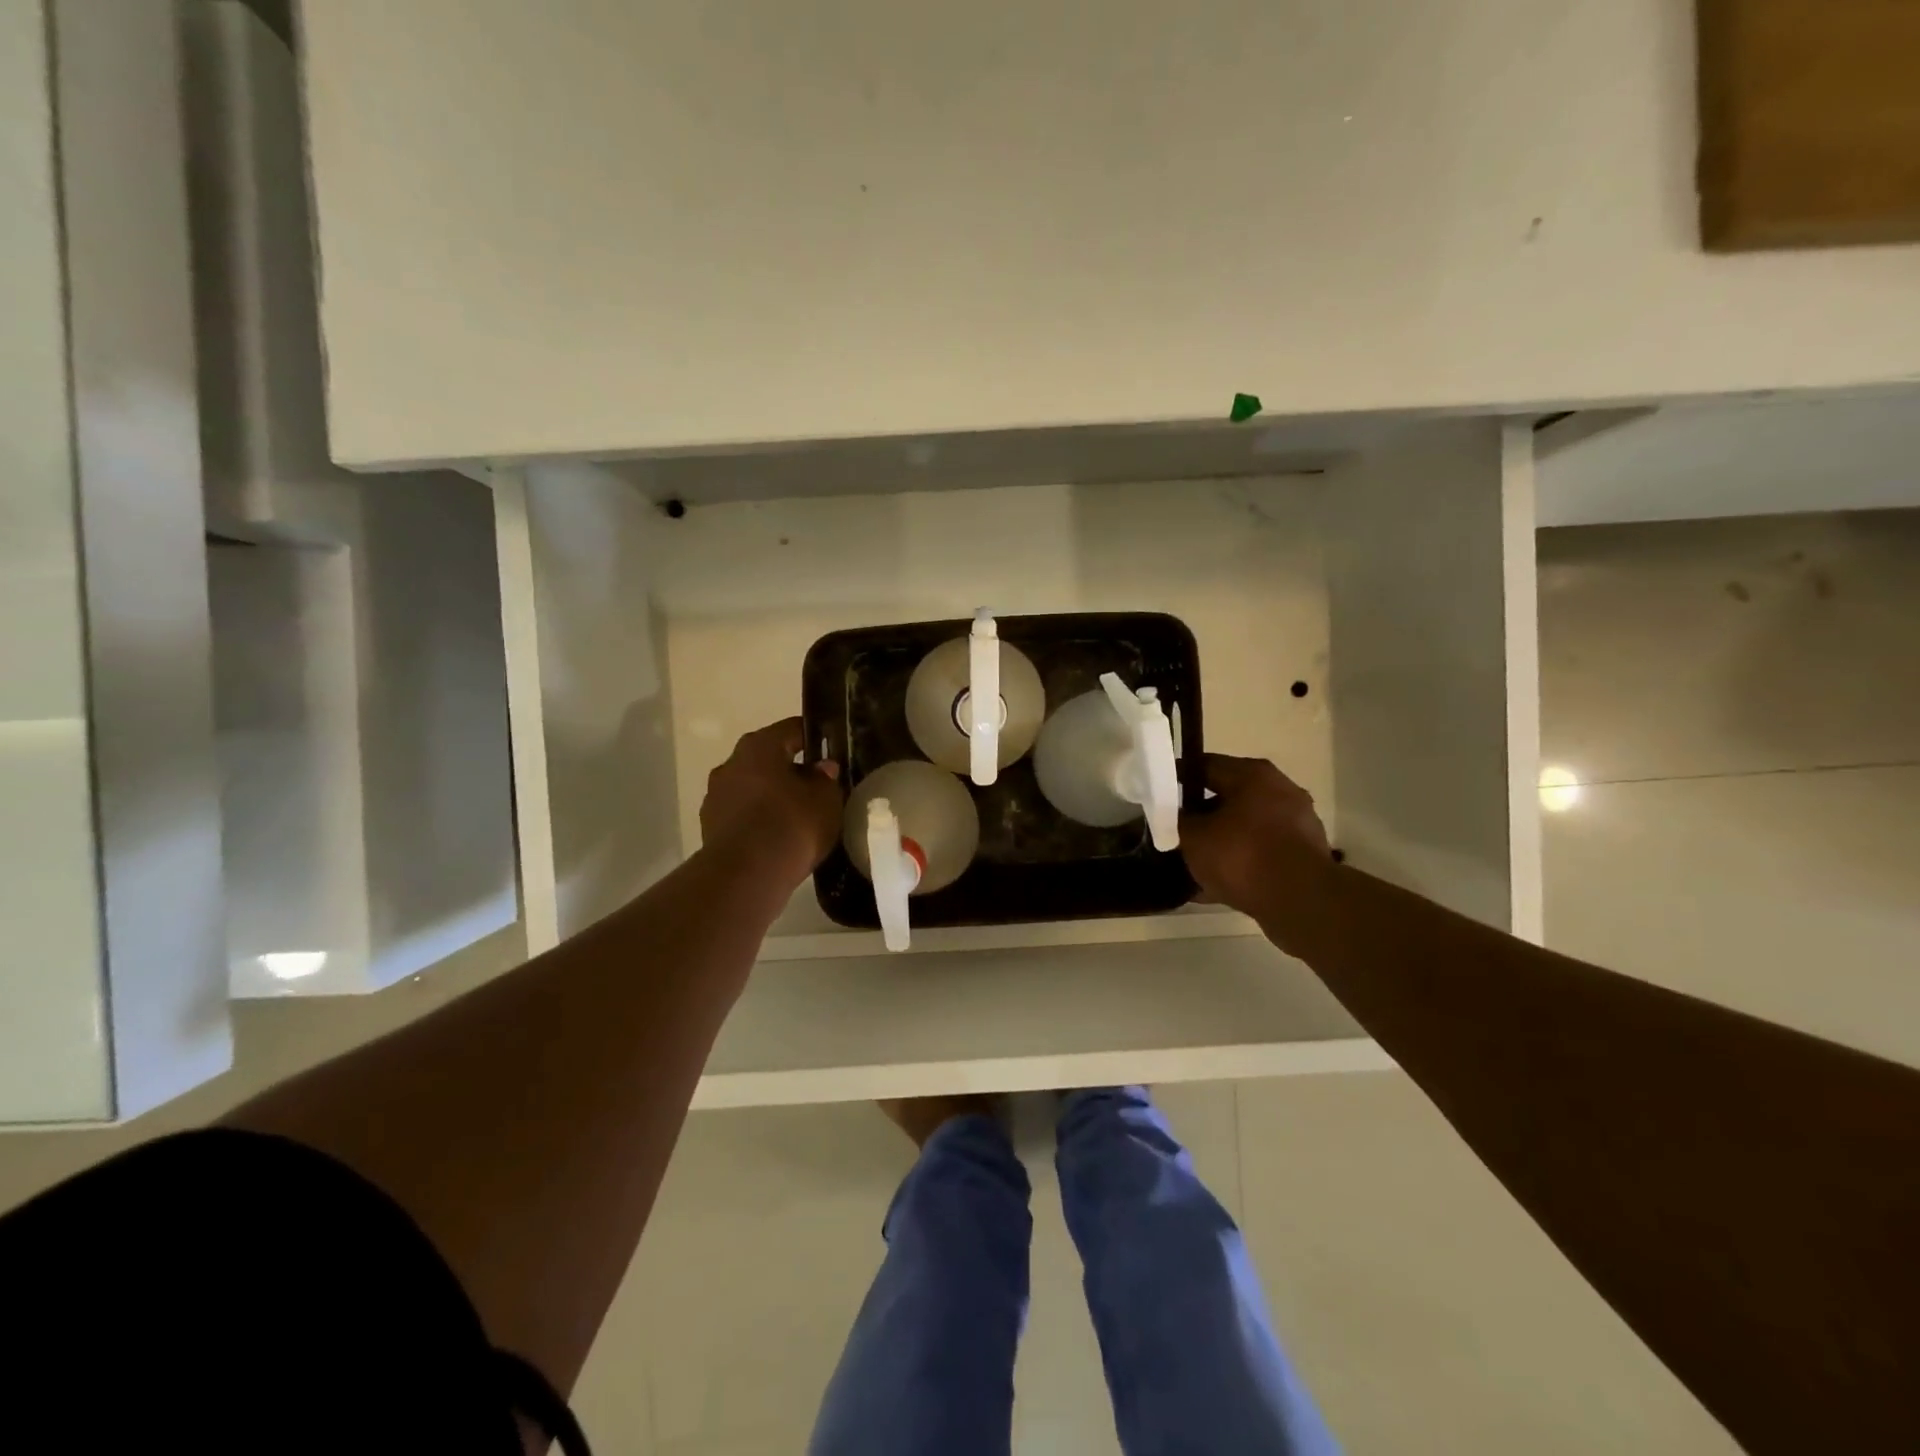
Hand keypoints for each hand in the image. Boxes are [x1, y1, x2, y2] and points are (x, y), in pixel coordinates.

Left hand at [699, 718, 842, 891]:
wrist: (747, 876)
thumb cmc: (791, 825)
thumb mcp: (826, 800)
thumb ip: (826, 779)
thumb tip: (822, 769)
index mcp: (759, 746)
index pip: (792, 729)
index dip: (814, 739)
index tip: (830, 753)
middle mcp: (731, 764)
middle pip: (768, 760)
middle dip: (792, 771)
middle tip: (817, 789)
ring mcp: (716, 797)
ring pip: (753, 788)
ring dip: (772, 797)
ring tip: (798, 818)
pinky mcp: (710, 828)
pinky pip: (743, 815)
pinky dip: (759, 821)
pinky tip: (778, 839)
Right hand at [1180, 755, 1334, 935]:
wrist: (1301, 901)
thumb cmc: (1242, 856)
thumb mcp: (1193, 837)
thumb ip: (1177, 820)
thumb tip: (1174, 816)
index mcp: (1253, 775)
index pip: (1205, 765)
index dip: (1178, 778)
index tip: (1159, 795)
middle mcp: (1280, 790)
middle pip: (1229, 796)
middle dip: (1201, 814)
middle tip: (1176, 830)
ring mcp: (1297, 823)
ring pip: (1246, 827)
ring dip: (1221, 840)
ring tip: (1193, 862)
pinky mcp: (1304, 855)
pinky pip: (1261, 852)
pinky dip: (1240, 863)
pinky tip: (1215, 885)